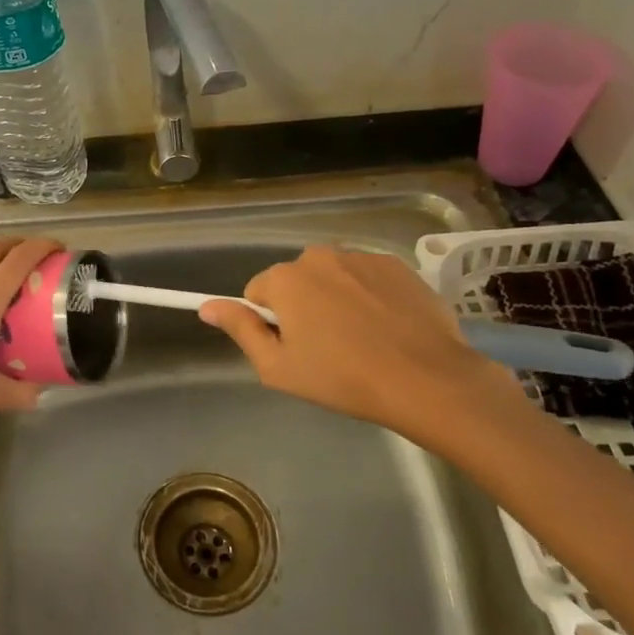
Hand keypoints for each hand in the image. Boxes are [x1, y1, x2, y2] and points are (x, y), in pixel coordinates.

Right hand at [198, 246, 517, 445]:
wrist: (426, 379)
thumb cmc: (342, 378)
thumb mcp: (278, 367)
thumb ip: (240, 329)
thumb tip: (207, 305)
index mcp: (286, 279)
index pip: (258, 293)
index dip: (271, 323)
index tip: (294, 350)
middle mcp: (319, 255)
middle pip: (296, 281)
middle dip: (303, 307)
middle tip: (327, 349)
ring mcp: (361, 256)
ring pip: (333, 277)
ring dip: (336, 300)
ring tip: (362, 340)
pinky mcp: (396, 265)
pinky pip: (367, 277)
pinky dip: (369, 297)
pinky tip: (387, 328)